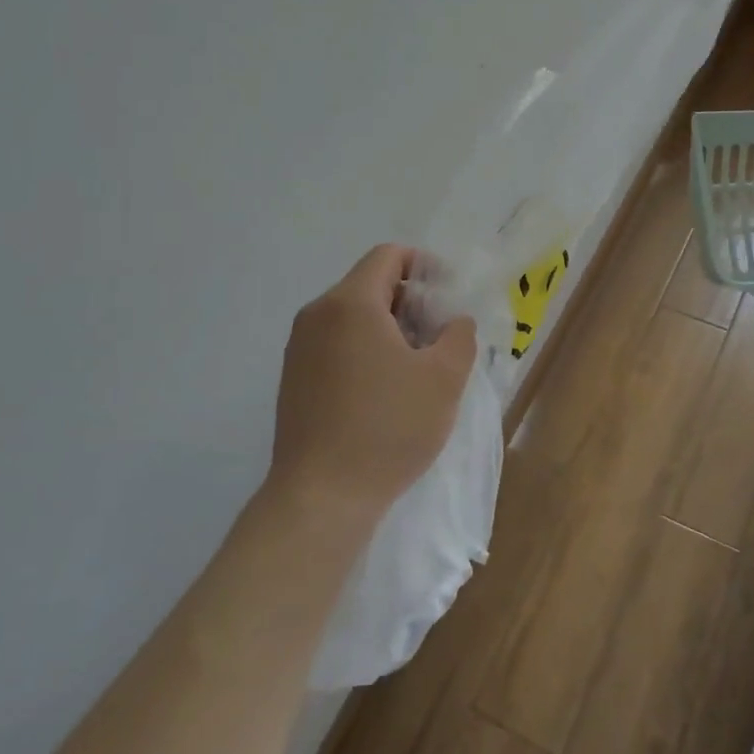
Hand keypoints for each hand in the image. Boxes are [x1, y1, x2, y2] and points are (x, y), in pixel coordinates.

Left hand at [268, 244, 477, 530]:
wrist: (321, 497)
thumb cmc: (388, 428)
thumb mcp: (444, 378)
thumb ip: (459, 335)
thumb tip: (453, 322)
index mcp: (350, 303)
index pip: (388, 256)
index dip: (424, 266)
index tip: (448, 297)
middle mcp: (316, 315)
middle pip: (370, 285)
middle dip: (410, 302)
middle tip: (440, 336)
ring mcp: (299, 348)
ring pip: (352, 316)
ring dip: (389, 328)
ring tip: (417, 367)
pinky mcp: (293, 378)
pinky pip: (335, 343)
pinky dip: (364, 349)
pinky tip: (385, 390)